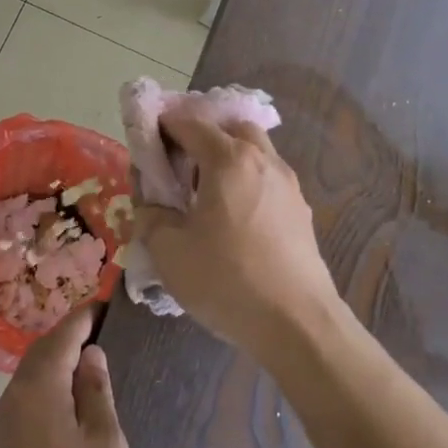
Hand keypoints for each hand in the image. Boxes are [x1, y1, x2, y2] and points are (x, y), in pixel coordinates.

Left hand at [0, 307, 133, 447]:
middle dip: (71, 340)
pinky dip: (50, 398)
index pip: (62, 336)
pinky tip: (72, 414)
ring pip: (31, 384)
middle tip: (106, 333)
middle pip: (42, 357)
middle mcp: (9, 403)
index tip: (109, 303)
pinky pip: (26, 410)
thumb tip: (90, 356)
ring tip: (94, 368)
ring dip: (59, 370)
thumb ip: (97, 395)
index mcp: (36, 391)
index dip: (86, 317)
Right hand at [134, 114, 340, 355]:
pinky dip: (246, 183)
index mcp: (229, 159)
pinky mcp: (301, 212)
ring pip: (255, 152)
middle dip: (202, 136)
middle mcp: (264, 161)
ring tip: (204, 194)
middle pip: (231, 128)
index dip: (164, 126)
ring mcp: (288, 185)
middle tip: (179, 165)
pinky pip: (267, 180)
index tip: (146, 141)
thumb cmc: (227, 279)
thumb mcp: (169, 251)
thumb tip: (151, 206)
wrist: (297, 324)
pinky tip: (233, 219)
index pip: (191, 123)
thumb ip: (151, 217)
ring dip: (228, 159)